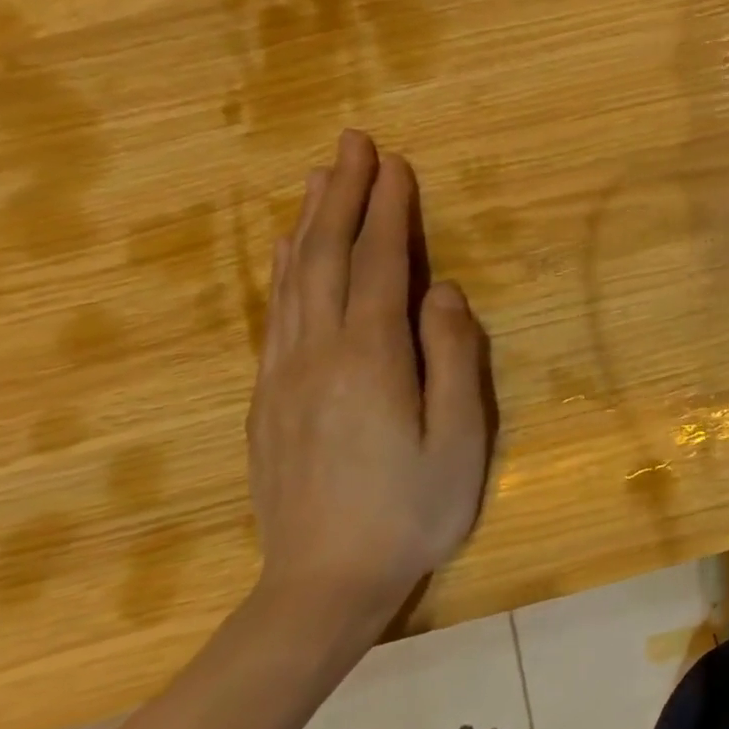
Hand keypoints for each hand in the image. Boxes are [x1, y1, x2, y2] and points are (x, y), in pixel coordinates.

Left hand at [248, 130, 493, 630]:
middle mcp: (317, 353)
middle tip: (353, 144)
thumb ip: (453, 356)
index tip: (396, 164)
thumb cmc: (414, 507)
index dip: (389, 211)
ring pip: (293, 280)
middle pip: (328, 258)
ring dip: (310, 223)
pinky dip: (287, 269)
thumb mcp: (459, 436)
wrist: (323, 584)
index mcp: (371, 358)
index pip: (381, 265)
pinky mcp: (268, 398)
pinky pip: (276, 313)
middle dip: (343, 196)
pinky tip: (294, 255)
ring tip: (319, 179)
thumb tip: (442, 290)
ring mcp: (284, 375)